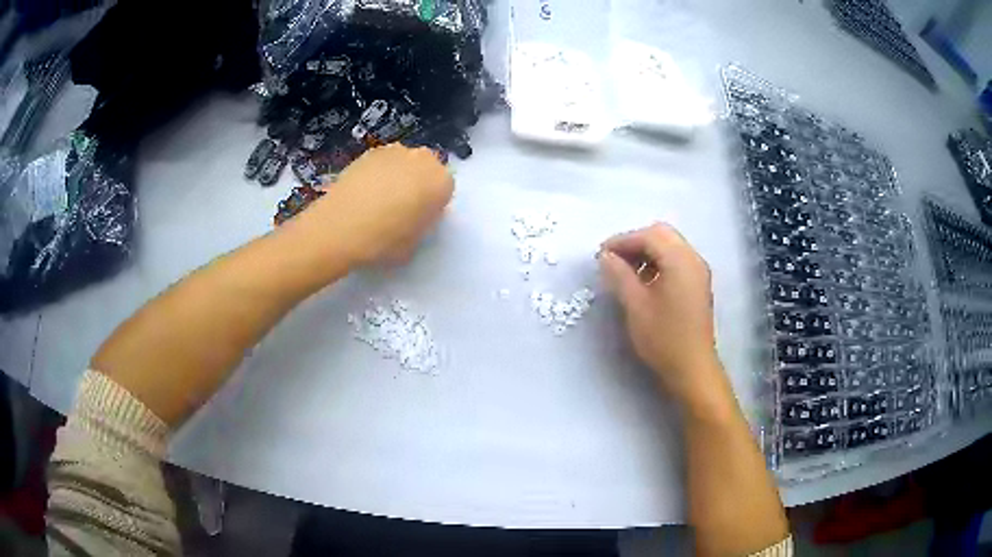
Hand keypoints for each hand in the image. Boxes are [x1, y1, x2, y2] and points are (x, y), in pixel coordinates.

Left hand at [304, 144, 453, 264]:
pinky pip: (382, 163)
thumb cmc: (384, 241)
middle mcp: (423, 159)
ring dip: (398, 176)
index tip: (418, 219)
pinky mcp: (370, 151)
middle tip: (400, 208)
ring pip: (404, 163)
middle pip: (426, 170)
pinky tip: (363, 193)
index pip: (445, 191)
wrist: (340, 227)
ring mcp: (395, 151)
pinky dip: (377, 173)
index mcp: (441, 182)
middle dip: (417, 184)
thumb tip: (414, 216)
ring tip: (378, 200)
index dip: (431, 206)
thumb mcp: (415, 243)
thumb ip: (422, 224)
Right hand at [599, 223, 722, 405]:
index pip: (649, 236)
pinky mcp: (698, 284)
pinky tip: (644, 281)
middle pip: (662, 235)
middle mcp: (693, 259)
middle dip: (635, 242)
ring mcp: (698, 271)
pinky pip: (676, 260)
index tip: (600, 255)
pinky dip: (658, 262)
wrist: (692, 368)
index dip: (622, 241)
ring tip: (625, 271)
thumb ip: (619, 275)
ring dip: (647, 251)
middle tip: (613, 260)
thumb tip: (605, 256)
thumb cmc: (663, 337)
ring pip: (670, 246)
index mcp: (680, 260)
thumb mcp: (635, 305)